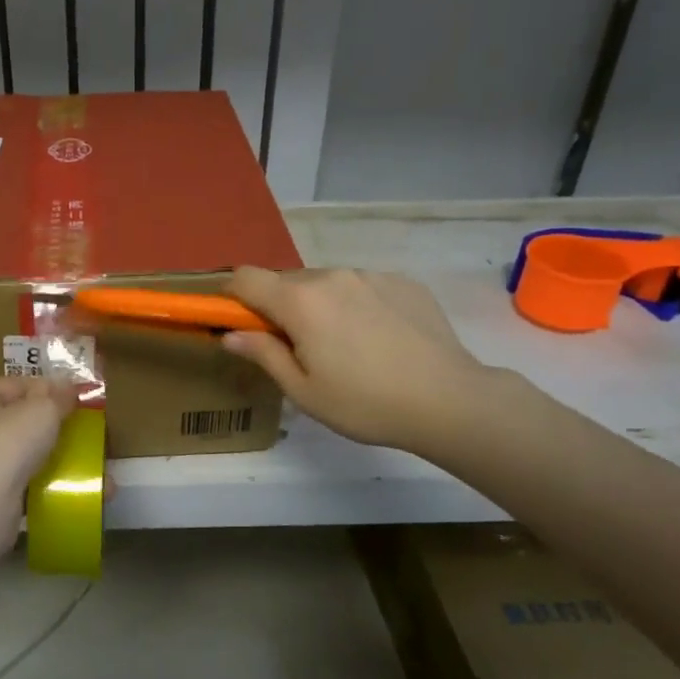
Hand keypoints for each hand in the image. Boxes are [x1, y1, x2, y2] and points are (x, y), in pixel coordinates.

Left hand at [0, 376, 77, 499]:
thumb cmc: (8, 444)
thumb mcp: (41, 409)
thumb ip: (58, 396)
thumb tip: (69, 387)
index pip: (17, 384)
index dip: (49, 386)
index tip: (78, 396)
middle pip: (25, 419)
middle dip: (58, 424)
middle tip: (88, 428)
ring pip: (31, 452)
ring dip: (61, 456)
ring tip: (92, 461)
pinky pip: (32, 481)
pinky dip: (54, 482)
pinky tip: (81, 487)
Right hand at [221, 267, 492, 453]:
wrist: (450, 399)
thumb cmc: (365, 403)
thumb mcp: (303, 391)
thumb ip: (263, 354)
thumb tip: (230, 335)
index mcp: (300, 301)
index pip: (246, 277)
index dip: (233, 296)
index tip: (239, 322)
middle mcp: (331, 276)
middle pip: (287, 281)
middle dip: (281, 307)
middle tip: (298, 348)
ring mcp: (370, 275)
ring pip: (326, 282)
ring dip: (319, 305)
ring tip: (346, 347)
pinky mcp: (402, 281)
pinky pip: (362, 286)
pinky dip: (356, 305)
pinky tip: (379, 340)